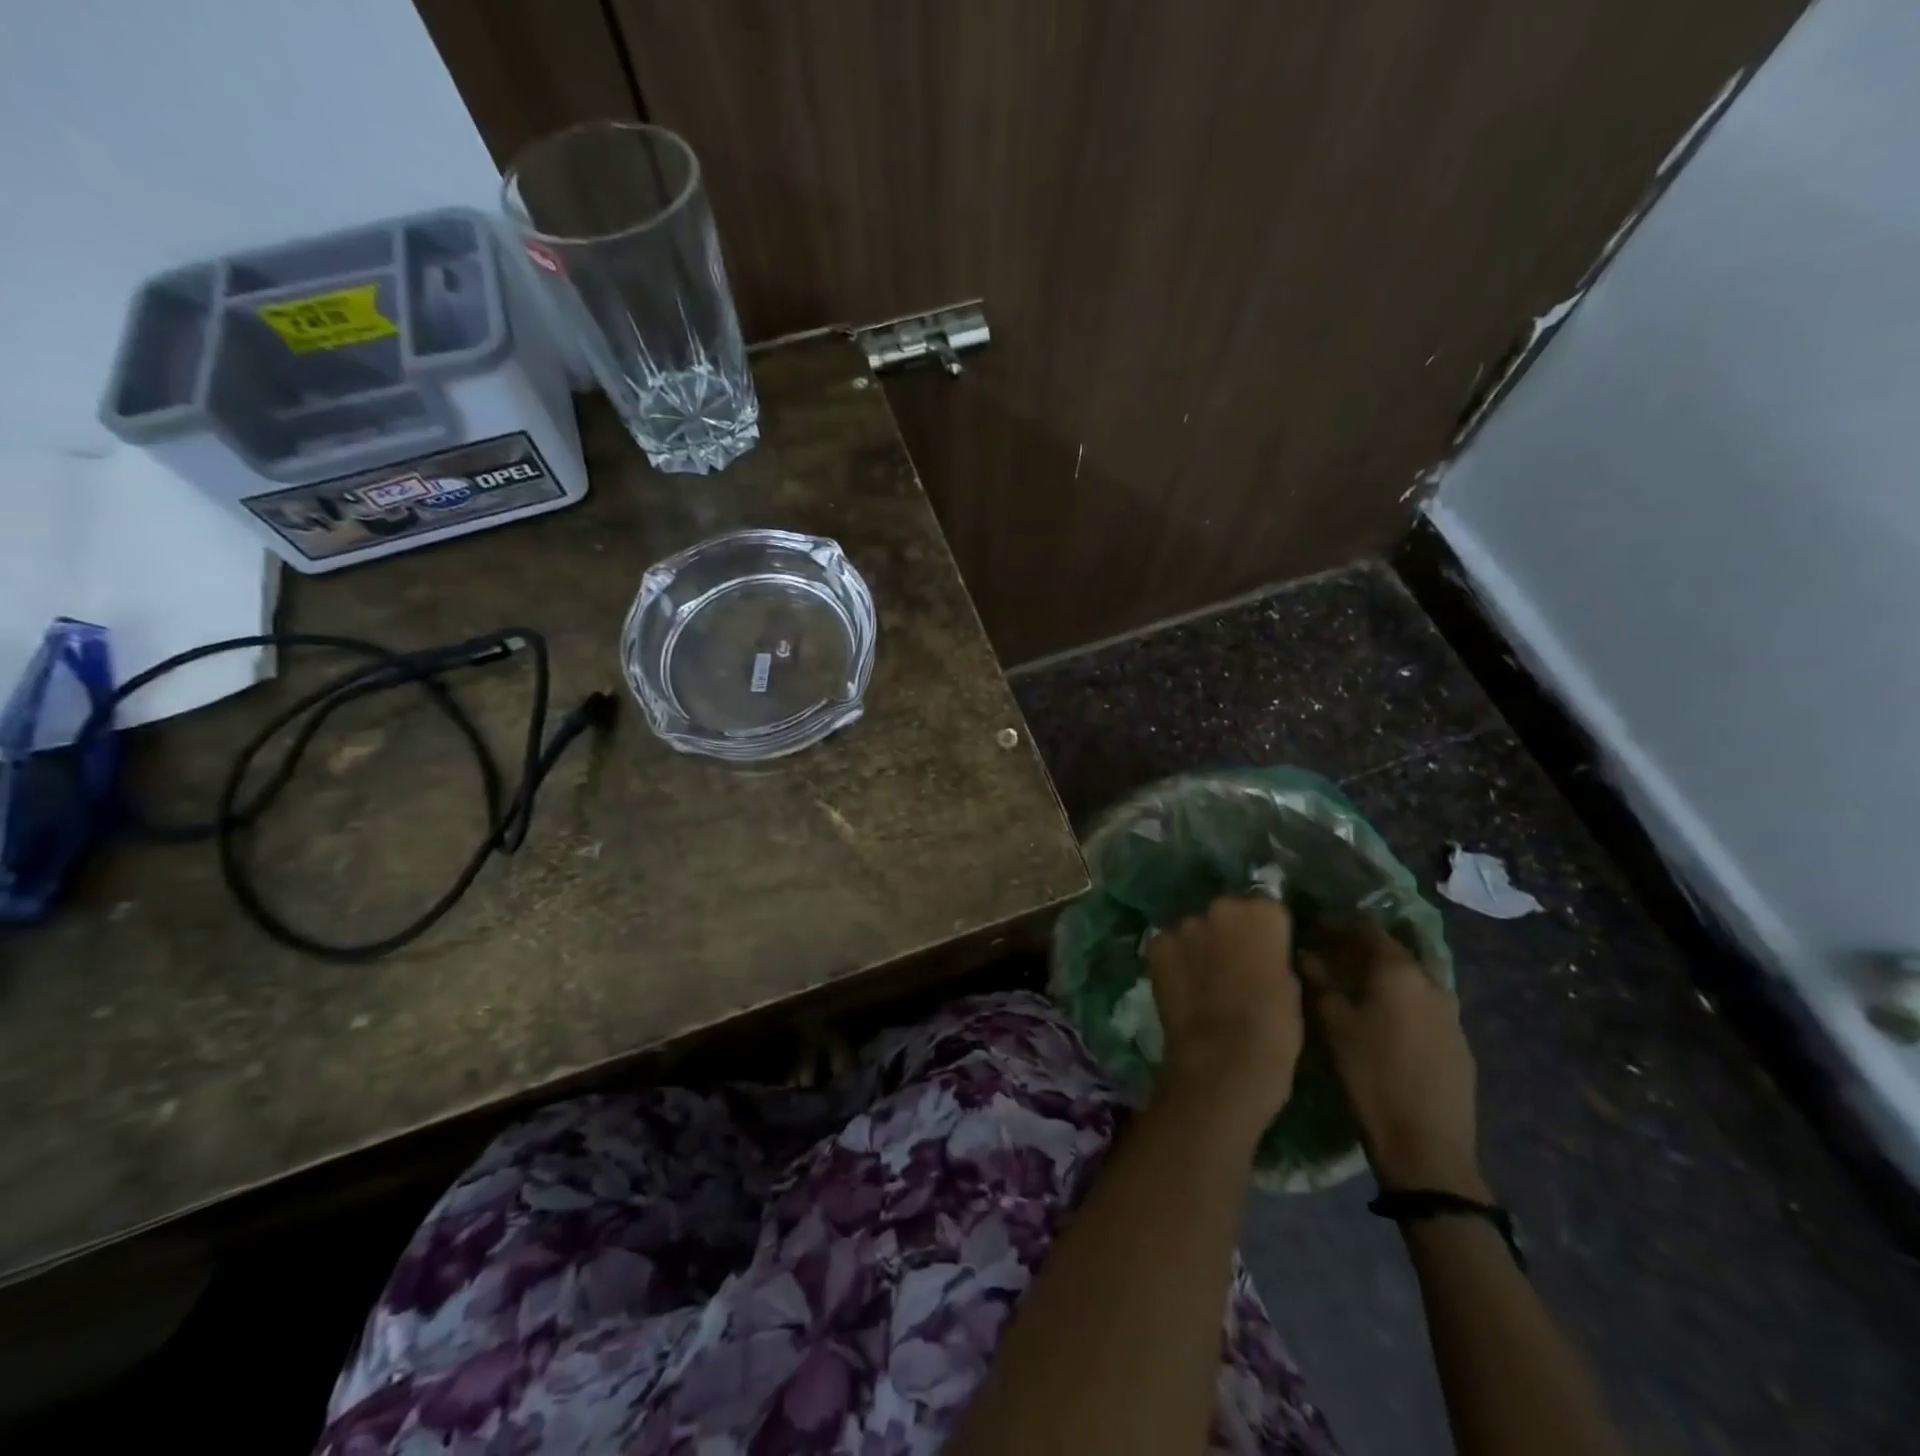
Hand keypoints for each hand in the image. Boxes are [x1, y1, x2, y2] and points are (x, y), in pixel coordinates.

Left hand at [1146, 896, 1304, 1144]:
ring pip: (1195, 928)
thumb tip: (1262, 953)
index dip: (1266, 933)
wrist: (1222, 1061)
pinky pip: (1169, 945)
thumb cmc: (1273, 1031)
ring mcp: (1185, 924)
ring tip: (1204, 980)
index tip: (1266, 953)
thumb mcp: (1291, 988)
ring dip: (1200, 945)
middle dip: (1229, 932)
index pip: (1266, 908)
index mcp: (1263, 914)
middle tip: (1233, 965)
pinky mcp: (1157, 945)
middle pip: (1227, 912)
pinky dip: (1174, 960)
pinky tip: (1181, 986)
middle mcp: (1221, 907)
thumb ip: (1274, 957)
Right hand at [1300, 920, 1485, 1198]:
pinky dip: (1399, 998)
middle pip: (1392, 950)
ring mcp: (1451, 1014)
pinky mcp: (1459, 1043)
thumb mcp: (1331, 1023)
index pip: (1366, 928)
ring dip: (1382, 974)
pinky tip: (1381, 1017)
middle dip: (1359, 946)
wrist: (1427, 1146)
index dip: (1337, 922)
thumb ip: (1317, 980)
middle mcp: (1431, 982)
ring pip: (1410, 978)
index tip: (1313, 924)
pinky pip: (1423, 1004)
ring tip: (1353, 984)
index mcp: (1399, 971)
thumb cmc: (1369, 1075)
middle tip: (1329, 952)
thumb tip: (1305, 953)